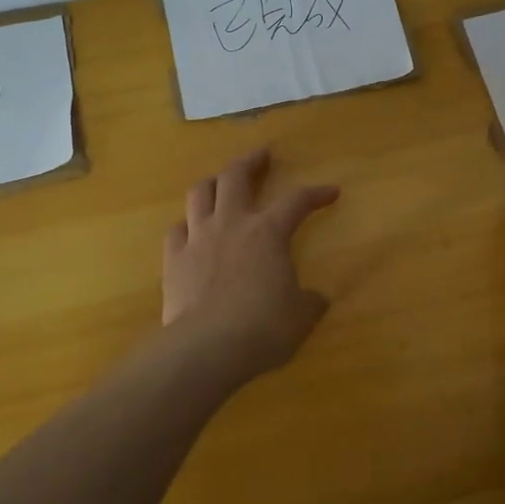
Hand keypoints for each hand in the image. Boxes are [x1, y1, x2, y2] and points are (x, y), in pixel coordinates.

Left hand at [162, 149, 340, 381]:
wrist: (207, 348)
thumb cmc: (263, 328)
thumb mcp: (301, 317)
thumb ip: (310, 301)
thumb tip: (317, 298)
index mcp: (268, 232)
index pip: (297, 201)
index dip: (316, 194)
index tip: (331, 192)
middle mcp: (231, 224)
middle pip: (235, 176)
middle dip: (251, 161)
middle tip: (261, 155)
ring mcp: (198, 239)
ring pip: (200, 193)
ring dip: (212, 182)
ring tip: (220, 182)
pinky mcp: (173, 260)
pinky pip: (176, 230)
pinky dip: (187, 224)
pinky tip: (191, 230)